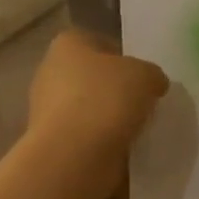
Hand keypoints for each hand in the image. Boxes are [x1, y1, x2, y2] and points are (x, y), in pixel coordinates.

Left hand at [24, 28, 167, 198]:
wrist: (75, 155)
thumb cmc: (106, 100)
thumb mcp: (145, 75)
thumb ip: (151, 75)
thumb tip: (152, 84)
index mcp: (68, 44)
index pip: (98, 42)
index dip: (123, 57)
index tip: (143, 77)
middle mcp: (50, 72)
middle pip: (92, 78)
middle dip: (116, 90)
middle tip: (143, 104)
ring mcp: (47, 110)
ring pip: (88, 109)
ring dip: (109, 119)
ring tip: (137, 130)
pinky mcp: (52, 142)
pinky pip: (84, 137)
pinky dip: (101, 142)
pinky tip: (121, 149)